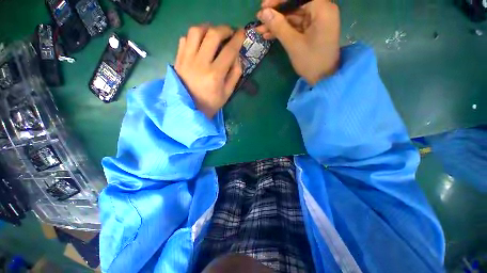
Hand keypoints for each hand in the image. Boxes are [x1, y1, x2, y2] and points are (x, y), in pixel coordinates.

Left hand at [175, 25, 244, 118]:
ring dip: (208, 28)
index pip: (229, 51)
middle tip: (229, 33)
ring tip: (214, 34)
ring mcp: (186, 59)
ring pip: (196, 31)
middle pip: (212, 35)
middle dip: (224, 29)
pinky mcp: (178, 59)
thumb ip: (235, 74)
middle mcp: (200, 63)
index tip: (242, 32)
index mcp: (215, 75)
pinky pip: (185, 38)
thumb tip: (237, 56)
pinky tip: (200, 42)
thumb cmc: (211, 103)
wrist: (189, 108)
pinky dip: (194, 36)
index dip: (237, 39)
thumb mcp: (228, 93)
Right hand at [256, 0, 339, 84]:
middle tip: (259, 19)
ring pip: (293, 17)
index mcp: (322, 9)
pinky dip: (283, 31)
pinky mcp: (311, 31)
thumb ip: (279, 27)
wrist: (322, 79)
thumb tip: (264, 12)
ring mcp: (316, 21)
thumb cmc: (311, 62)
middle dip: (276, 14)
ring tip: (260, 30)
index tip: (264, 6)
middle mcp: (321, 11)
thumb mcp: (293, 44)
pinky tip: (269, 35)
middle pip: (295, 6)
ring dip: (277, 24)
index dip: (279, 0)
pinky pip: (295, 27)